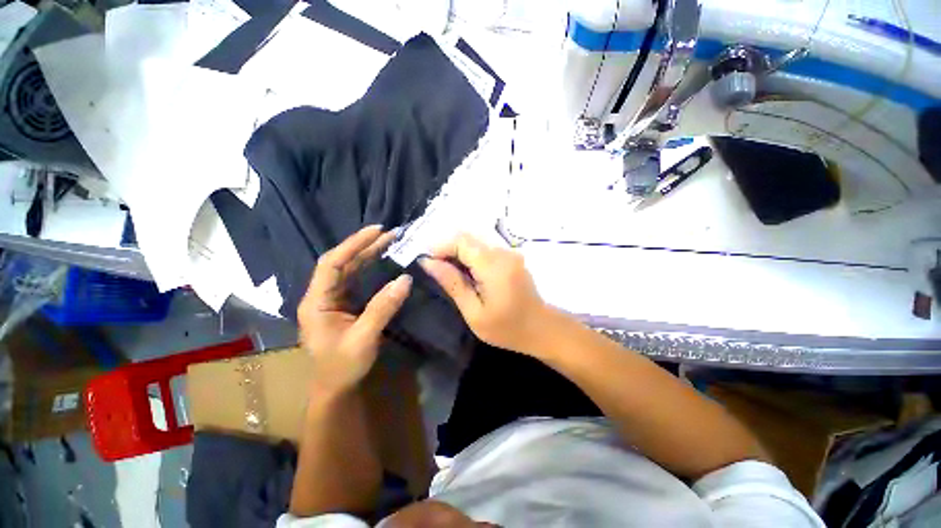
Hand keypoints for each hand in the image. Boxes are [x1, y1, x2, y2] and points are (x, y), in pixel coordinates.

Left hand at [298, 225, 411, 394]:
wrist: (335, 388)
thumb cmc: (343, 366)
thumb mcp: (364, 338)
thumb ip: (383, 307)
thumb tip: (405, 280)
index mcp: (316, 302)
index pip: (331, 264)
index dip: (353, 245)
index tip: (376, 231)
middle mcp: (321, 296)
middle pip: (341, 263)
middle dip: (363, 246)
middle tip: (389, 233)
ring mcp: (332, 299)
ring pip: (348, 270)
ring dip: (367, 254)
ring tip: (388, 241)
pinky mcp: (342, 304)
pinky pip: (355, 280)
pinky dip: (369, 268)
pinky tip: (382, 260)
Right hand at [419, 233, 550, 354]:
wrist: (542, 328)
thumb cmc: (507, 328)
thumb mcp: (474, 312)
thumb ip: (453, 283)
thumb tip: (428, 262)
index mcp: (493, 266)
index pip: (461, 241)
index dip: (440, 247)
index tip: (428, 264)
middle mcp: (503, 252)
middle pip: (468, 237)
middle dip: (447, 248)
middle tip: (437, 270)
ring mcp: (509, 252)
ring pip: (476, 241)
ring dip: (458, 252)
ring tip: (450, 273)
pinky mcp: (512, 256)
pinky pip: (485, 247)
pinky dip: (471, 255)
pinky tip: (468, 273)